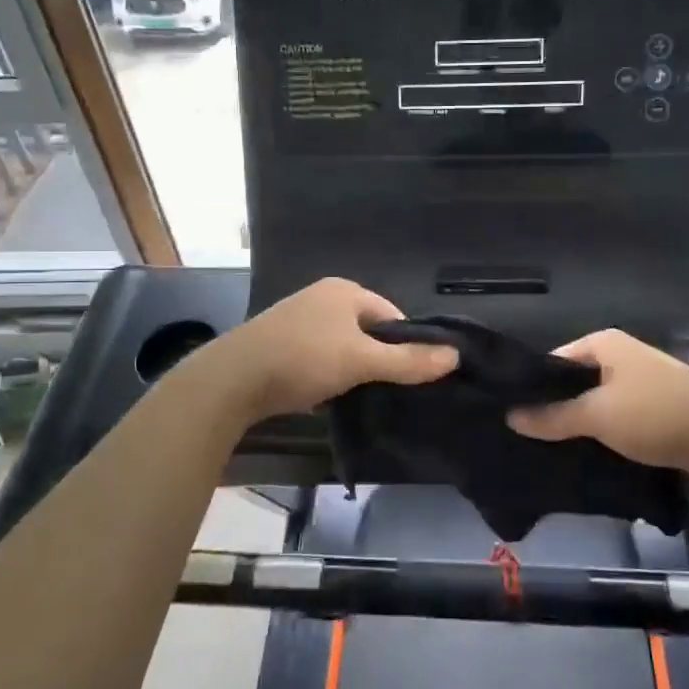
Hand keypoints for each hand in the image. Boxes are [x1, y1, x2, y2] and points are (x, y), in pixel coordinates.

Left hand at [199, 278, 457, 421]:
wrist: (232, 379)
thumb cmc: (303, 359)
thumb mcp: (361, 361)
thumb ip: (408, 361)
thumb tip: (455, 356)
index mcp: (345, 290)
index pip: (392, 316)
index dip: (405, 346)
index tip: (408, 378)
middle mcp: (322, 297)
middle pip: (367, 331)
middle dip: (376, 360)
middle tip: (382, 391)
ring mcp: (298, 318)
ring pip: (341, 346)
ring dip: (350, 370)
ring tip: (355, 397)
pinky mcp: (280, 342)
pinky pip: (318, 357)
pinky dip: (326, 375)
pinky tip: (325, 397)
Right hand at [506, 329, 688, 476]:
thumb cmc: (656, 413)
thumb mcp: (597, 414)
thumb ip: (553, 416)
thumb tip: (511, 417)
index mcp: (603, 344)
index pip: (553, 361)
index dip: (532, 386)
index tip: (511, 415)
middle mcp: (621, 357)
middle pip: (575, 383)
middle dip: (555, 409)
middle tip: (527, 439)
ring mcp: (642, 384)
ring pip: (597, 405)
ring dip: (580, 426)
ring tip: (551, 452)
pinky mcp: (657, 411)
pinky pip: (619, 421)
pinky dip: (605, 436)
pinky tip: (588, 458)